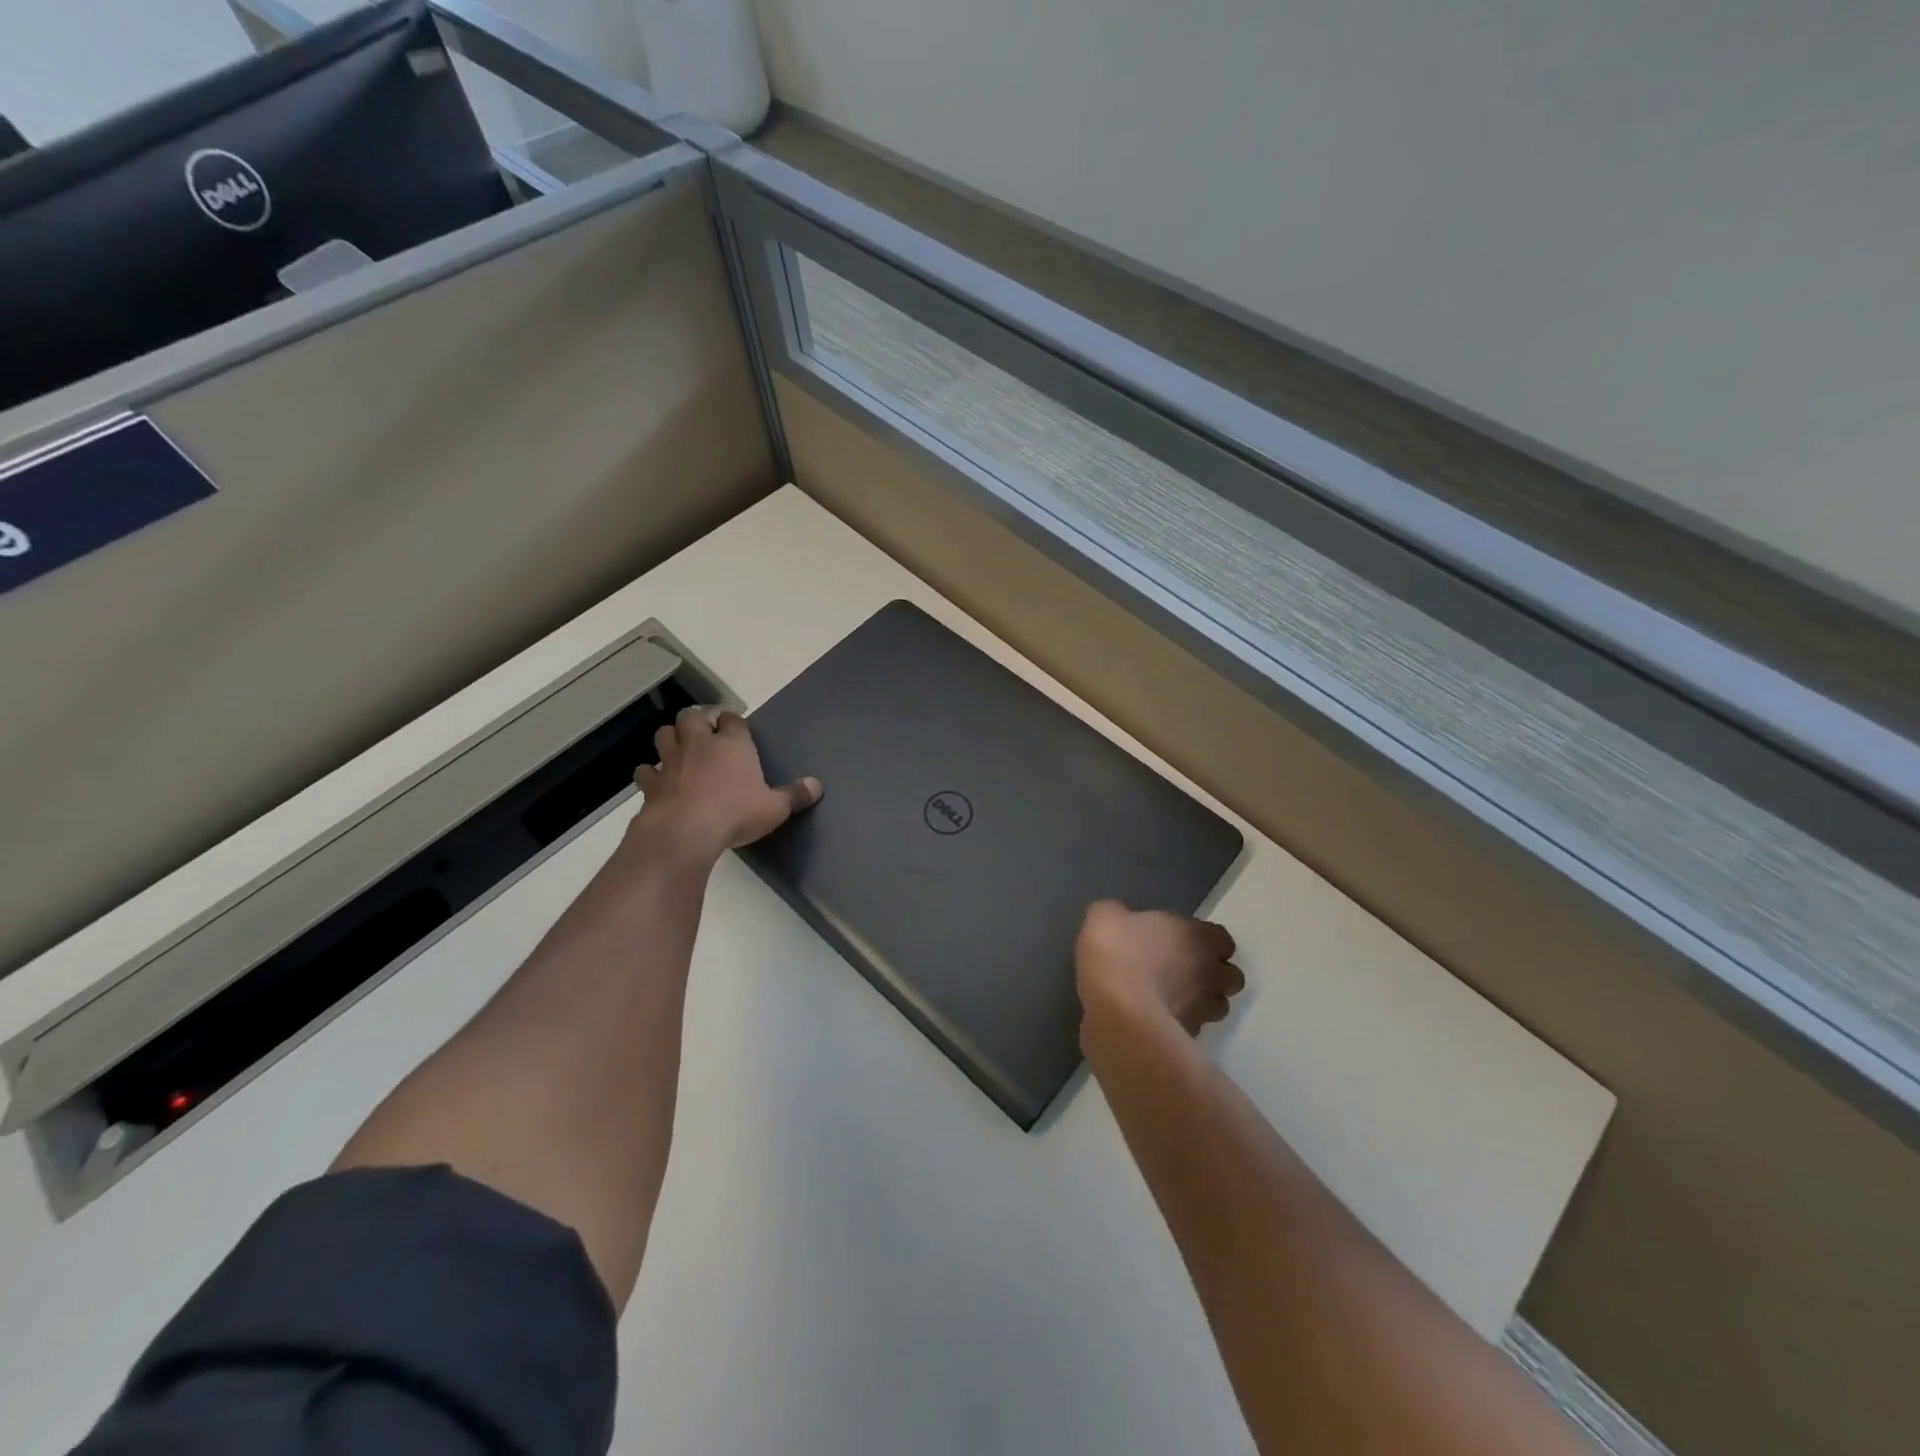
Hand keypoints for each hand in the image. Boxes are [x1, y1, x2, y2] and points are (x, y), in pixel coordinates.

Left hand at [632, 707, 820, 861]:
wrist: (686, 831)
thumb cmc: (736, 814)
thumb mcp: (775, 808)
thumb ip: (795, 795)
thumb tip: (817, 785)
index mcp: (733, 744)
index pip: (732, 719)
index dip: (733, 722)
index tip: (736, 729)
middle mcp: (700, 744)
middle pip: (691, 716)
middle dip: (696, 721)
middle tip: (704, 734)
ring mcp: (671, 761)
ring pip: (664, 735)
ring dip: (671, 738)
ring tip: (680, 750)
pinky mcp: (651, 783)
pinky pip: (646, 770)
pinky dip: (650, 773)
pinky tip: (657, 782)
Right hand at [1075, 900, 1243, 1036]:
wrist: (1117, 1011)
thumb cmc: (1117, 954)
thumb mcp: (1104, 916)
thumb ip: (1118, 914)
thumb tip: (1120, 917)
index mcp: (1196, 936)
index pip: (1223, 939)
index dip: (1206, 941)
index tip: (1183, 941)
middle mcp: (1209, 972)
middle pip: (1230, 976)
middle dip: (1214, 974)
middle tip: (1184, 972)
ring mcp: (1203, 1008)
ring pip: (1218, 1006)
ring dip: (1203, 1002)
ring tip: (1174, 999)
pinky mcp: (1188, 1037)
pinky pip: (1193, 1028)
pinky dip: (1181, 1024)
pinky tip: (1156, 1019)